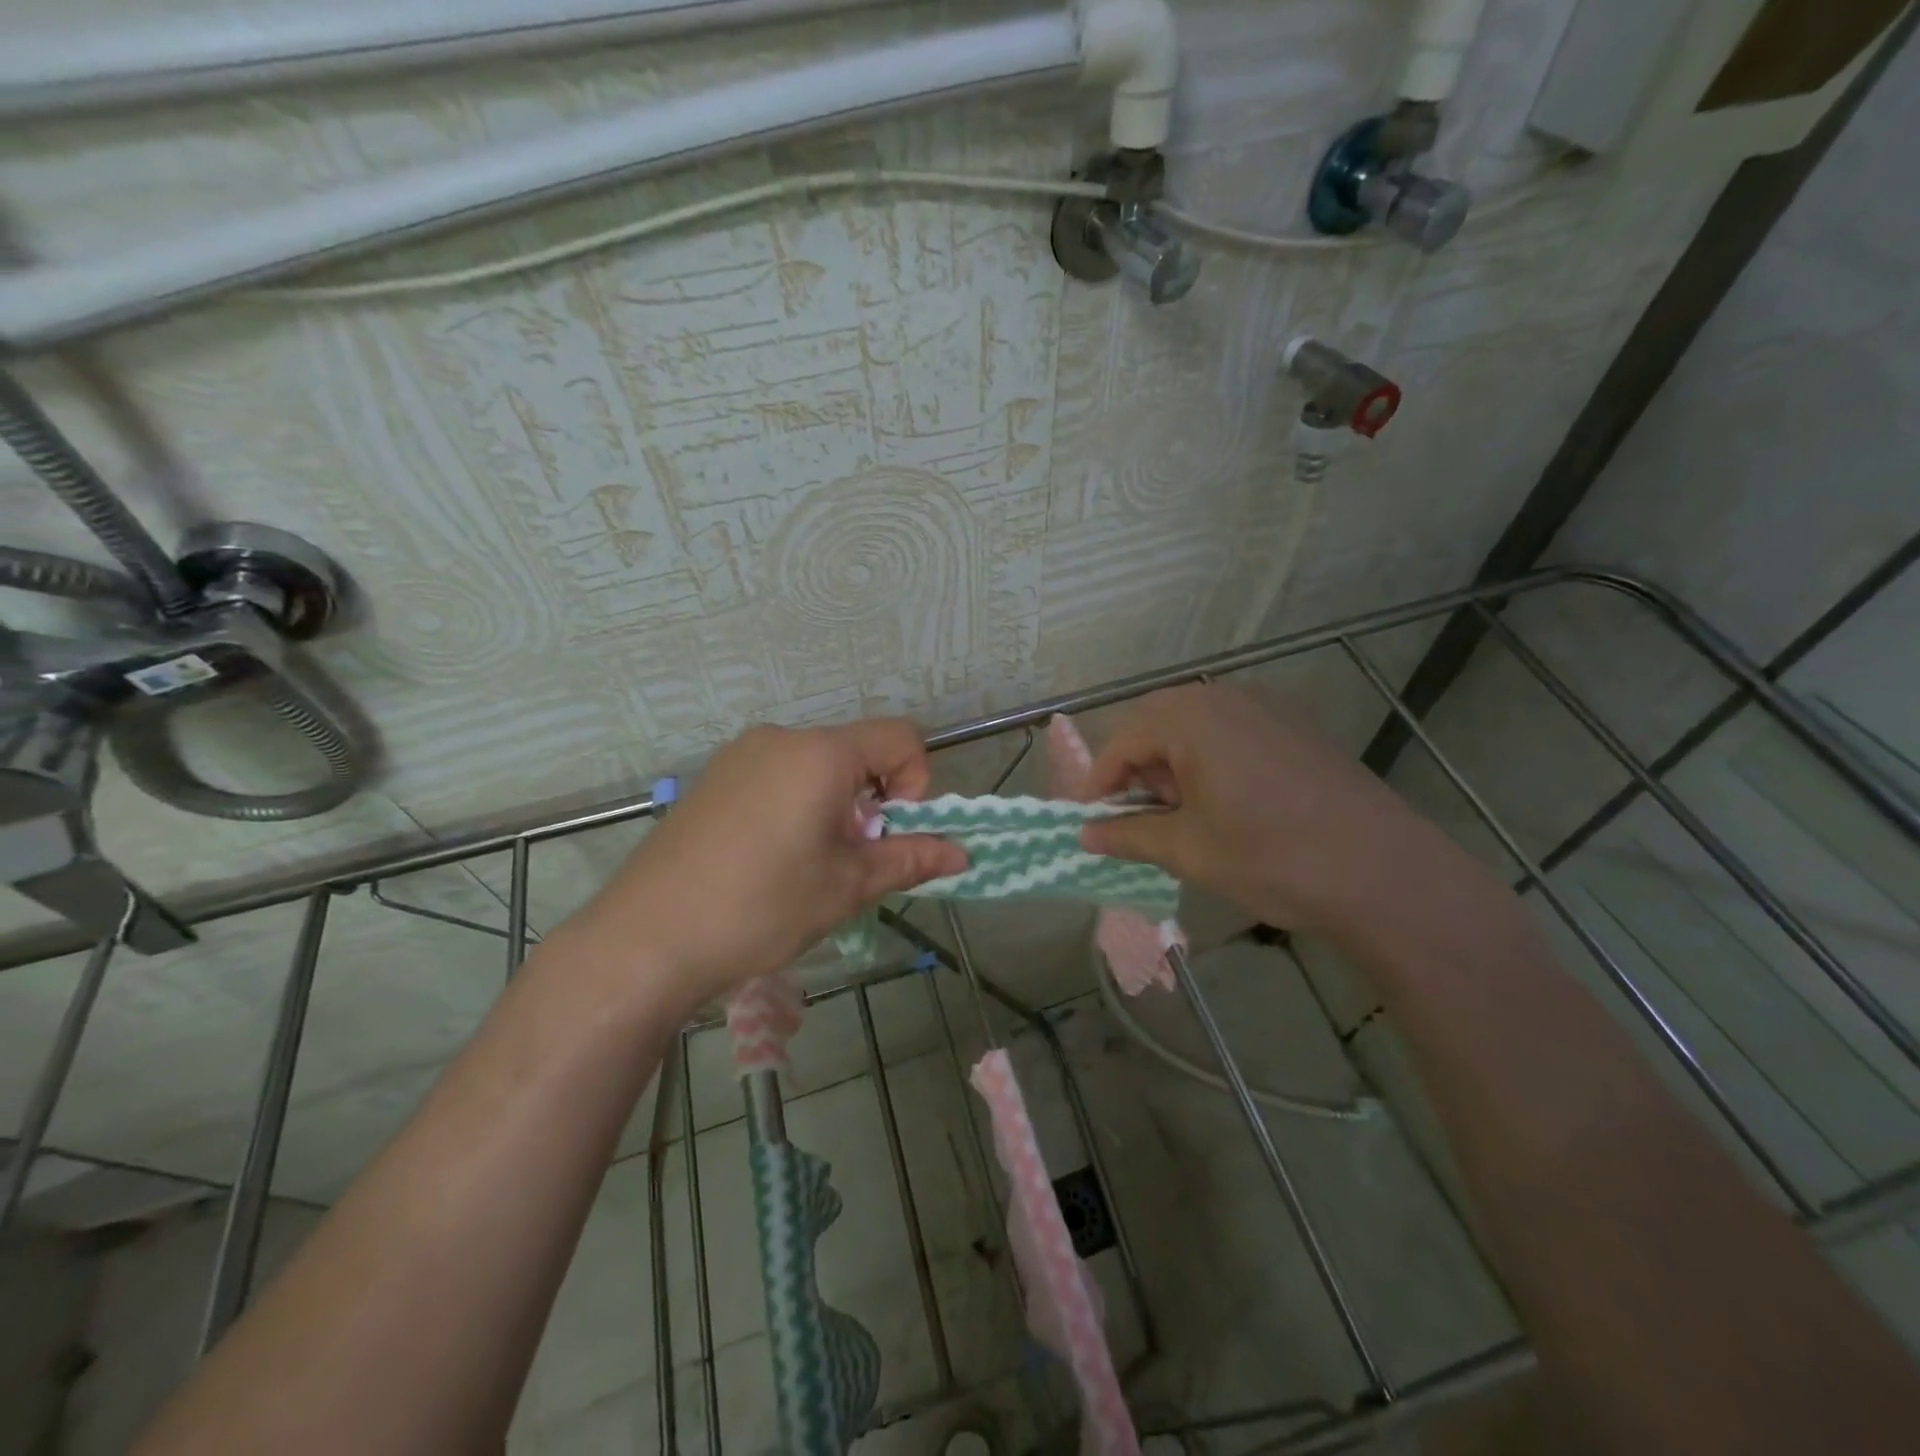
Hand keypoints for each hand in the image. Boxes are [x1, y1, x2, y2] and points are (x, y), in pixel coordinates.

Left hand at [563, 720, 965, 1011]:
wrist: (646, 938)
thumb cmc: (761, 907)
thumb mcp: (847, 886)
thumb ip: (910, 859)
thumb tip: (961, 854)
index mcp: (821, 754)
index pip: (901, 737)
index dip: (917, 782)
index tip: (892, 833)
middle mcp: (781, 739)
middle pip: (857, 751)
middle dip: (874, 799)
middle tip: (852, 858)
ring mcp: (740, 755)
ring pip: (817, 765)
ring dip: (836, 804)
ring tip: (809, 863)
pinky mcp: (714, 778)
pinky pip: (778, 774)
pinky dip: (797, 803)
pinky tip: (769, 857)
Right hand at [1079, 683, 1440, 933]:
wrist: (1385, 873)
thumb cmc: (1272, 858)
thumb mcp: (1188, 850)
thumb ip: (1128, 835)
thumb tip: (1084, 836)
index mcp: (1192, 718)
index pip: (1123, 740)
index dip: (1099, 781)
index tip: (1090, 820)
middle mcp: (1227, 697)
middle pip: (1157, 723)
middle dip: (1137, 769)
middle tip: (1136, 817)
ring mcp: (1268, 707)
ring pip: (1196, 726)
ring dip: (1173, 764)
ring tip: (1181, 815)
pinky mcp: (1298, 726)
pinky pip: (1233, 731)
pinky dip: (1210, 760)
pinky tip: (1226, 804)